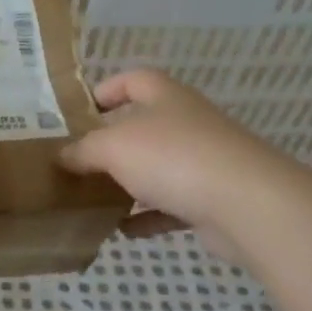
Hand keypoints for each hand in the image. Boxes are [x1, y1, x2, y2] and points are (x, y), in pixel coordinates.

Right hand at [59, 70, 296, 259]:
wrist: (248, 205)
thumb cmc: (173, 158)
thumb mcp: (112, 147)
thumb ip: (83, 150)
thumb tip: (63, 156)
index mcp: (166, 98)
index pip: (134, 79)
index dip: (107, 89)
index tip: (81, 112)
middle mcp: (188, 123)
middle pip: (144, 126)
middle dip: (112, 144)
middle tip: (80, 161)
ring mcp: (205, 162)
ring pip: (157, 168)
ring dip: (128, 183)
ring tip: (95, 198)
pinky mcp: (213, 199)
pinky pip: (172, 206)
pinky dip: (147, 218)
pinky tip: (122, 231)